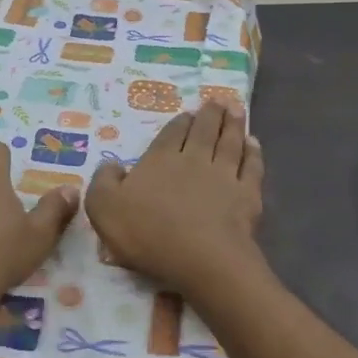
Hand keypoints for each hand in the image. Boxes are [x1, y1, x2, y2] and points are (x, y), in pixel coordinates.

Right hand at [86, 101, 264, 295]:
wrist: (201, 258)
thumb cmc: (148, 233)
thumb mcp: (104, 208)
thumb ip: (103, 182)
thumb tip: (111, 165)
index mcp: (160, 160)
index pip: (172, 133)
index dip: (181, 121)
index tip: (189, 112)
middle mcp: (194, 159)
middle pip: (205, 131)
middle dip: (211, 113)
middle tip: (218, 99)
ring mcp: (224, 175)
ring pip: (230, 142)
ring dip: (234, 124)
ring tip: (236, 109)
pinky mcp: (247, 195)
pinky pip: (252, 166)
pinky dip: (253, 152)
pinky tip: (254, 143)